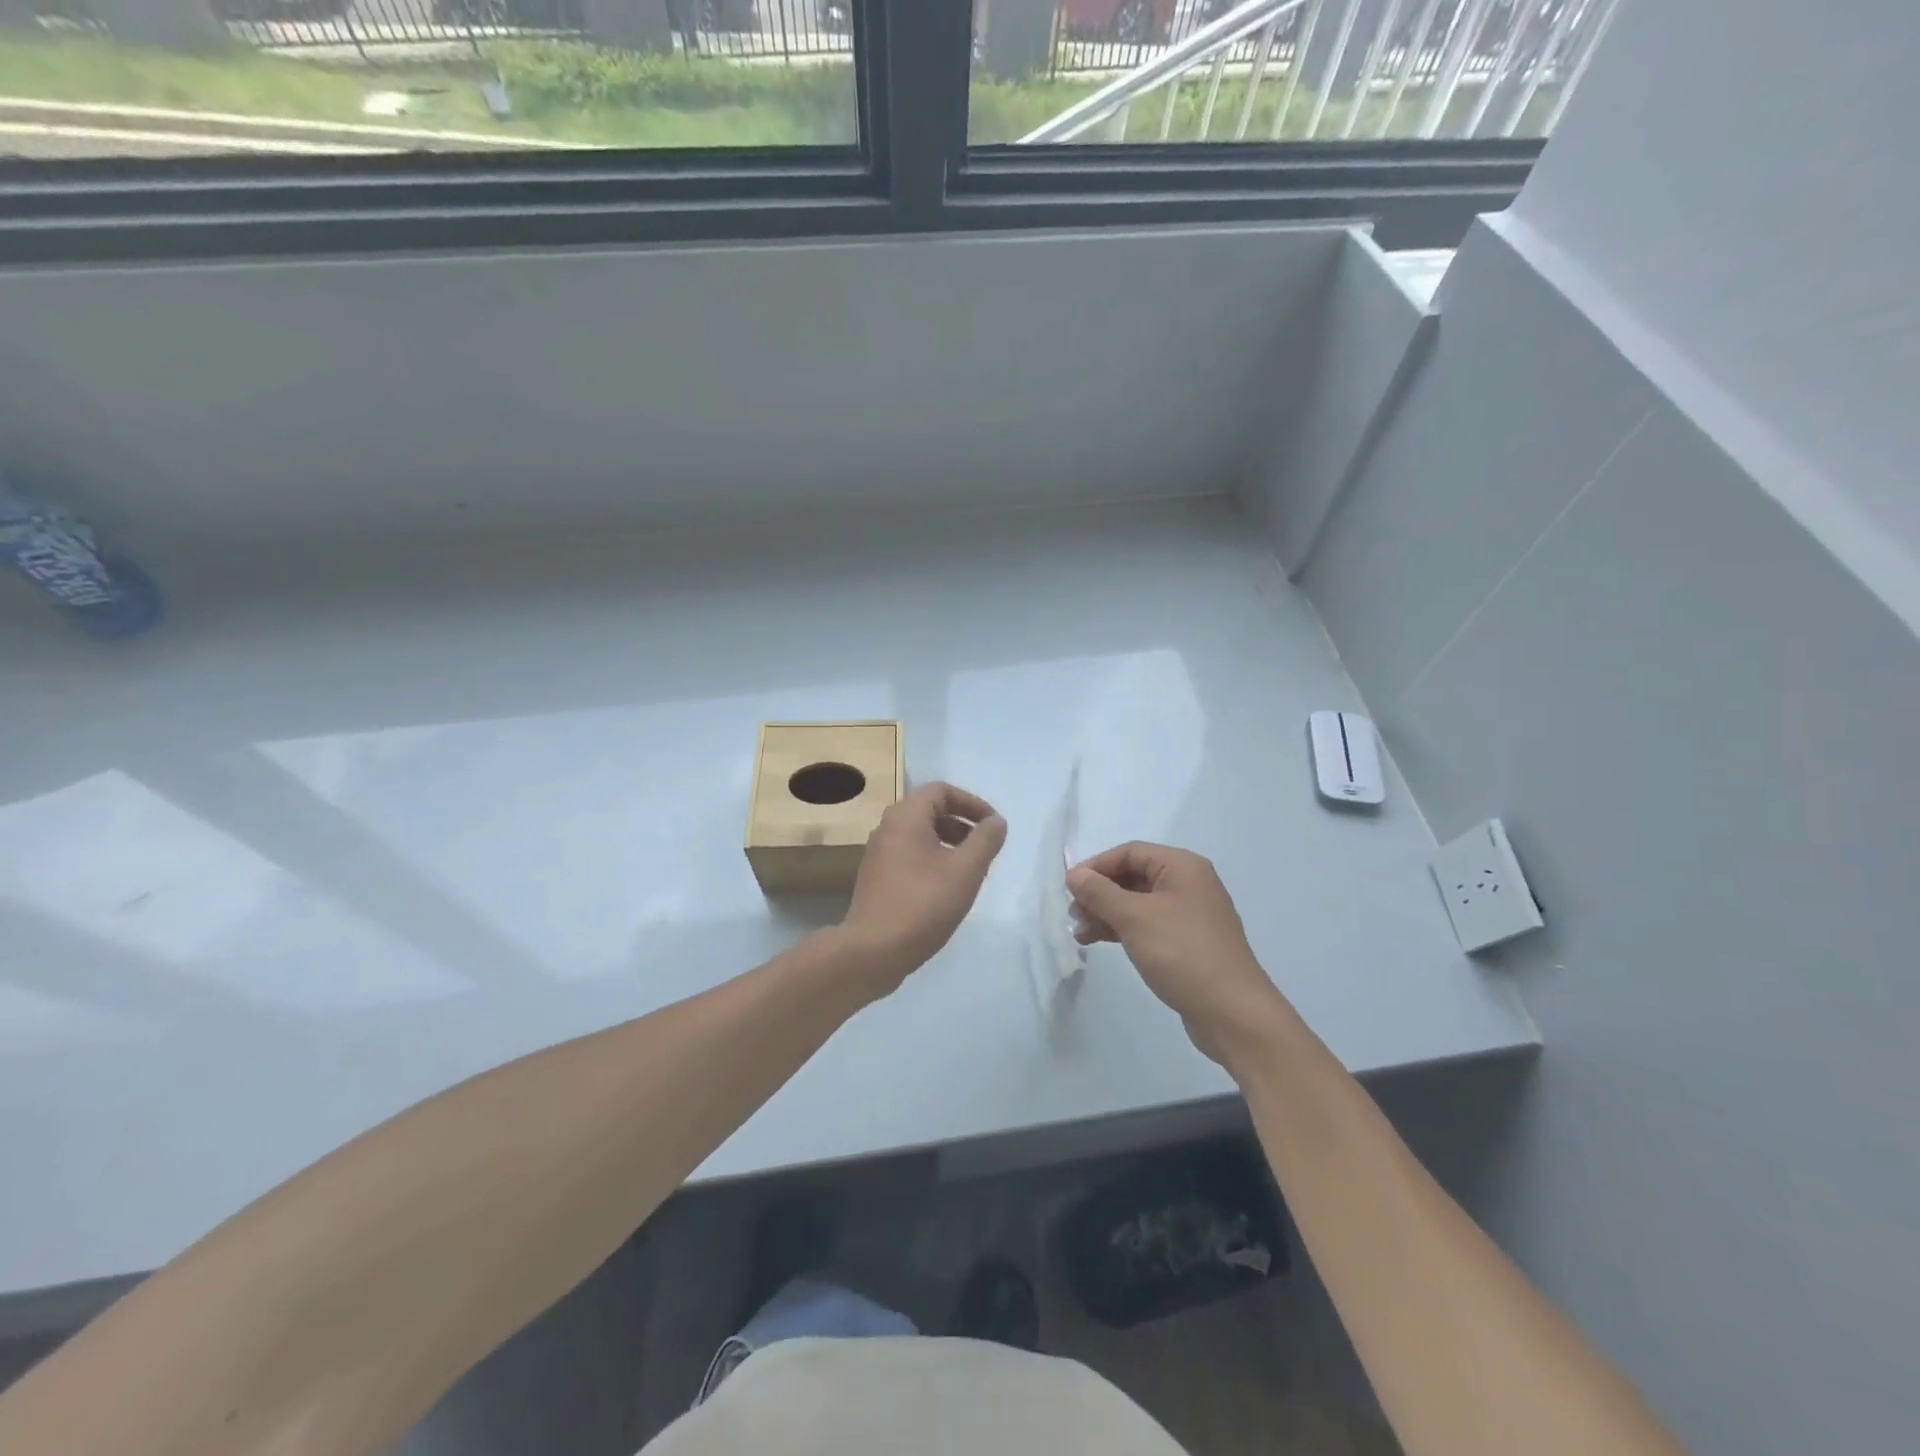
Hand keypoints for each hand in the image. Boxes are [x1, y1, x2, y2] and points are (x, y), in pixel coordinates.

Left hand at [840, 782, 1006, 991]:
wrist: (873, 951)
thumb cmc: (923, 904)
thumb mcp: (966, 870)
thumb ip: (986, 840)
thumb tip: (996, 822)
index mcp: (906, 816)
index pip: (942, 790)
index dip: (972, 803)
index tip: (993, 827)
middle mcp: (887, 828)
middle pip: (930, 810)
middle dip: (962, 824)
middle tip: (985, 848)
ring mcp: (878, 854)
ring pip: (920, 835)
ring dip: (949, 843)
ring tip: (971, 870)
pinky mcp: (877, 878)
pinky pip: (910, 855)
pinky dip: (933, 860)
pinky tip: (947, 889)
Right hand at [1067, 842, 1287, 1062]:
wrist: (1232, 1013)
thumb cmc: (1182, 953)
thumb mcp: (1134, 918)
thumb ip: (1100, 893)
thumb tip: (1074, 874)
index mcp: (1182, 867)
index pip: (1130, 852)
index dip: (1096, 866)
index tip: (1069, 888)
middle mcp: (1189, 884)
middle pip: (1133, 876)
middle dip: (1100, 893)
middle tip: (1073, 915)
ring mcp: (1190, 914)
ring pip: (1138, 903)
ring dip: (1107, 913)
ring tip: (1081, 934)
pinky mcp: (1188, 942)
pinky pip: (1149, 924)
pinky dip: (1124, 929)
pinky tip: (1101, 942)